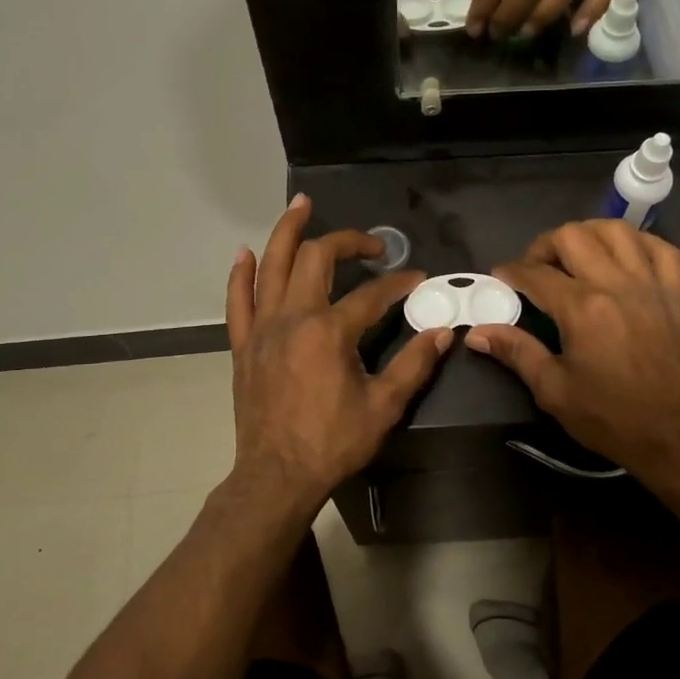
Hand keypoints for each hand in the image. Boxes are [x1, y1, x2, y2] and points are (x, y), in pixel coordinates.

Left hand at [226, 196, 453, 519]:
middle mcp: (293, 317)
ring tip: (302, 204)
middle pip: (316, 258)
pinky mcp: (244, 344)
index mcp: (330, 331)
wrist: (277, 475)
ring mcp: (263, 328)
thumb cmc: (333, 443)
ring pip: (271, 265)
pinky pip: (237, 300)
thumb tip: (442, 332)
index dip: (400, 284)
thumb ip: (414, 364)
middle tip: (371, 244)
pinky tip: (245, 253)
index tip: (418, 280)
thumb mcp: (384, 406)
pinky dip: (241, 274)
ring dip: (287, 230)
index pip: (372, 294)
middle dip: (347, 242)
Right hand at [465, 221, 679, 480]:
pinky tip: (622, 256)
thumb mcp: (553, 390)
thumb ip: (516, 352)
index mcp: (582, 310)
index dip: (511, 272)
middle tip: (536, 269)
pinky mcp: (676, 293)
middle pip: (573, 237)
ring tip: (576, 255)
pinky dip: (637, 242)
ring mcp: (651, 285)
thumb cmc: (610, 417)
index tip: (501, 278)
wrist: (675, 437)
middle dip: (544, 246)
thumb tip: (476, 333)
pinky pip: (660, 248)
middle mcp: (616, 285)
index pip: (536, 274)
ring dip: (588, 234)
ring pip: (617, 230)